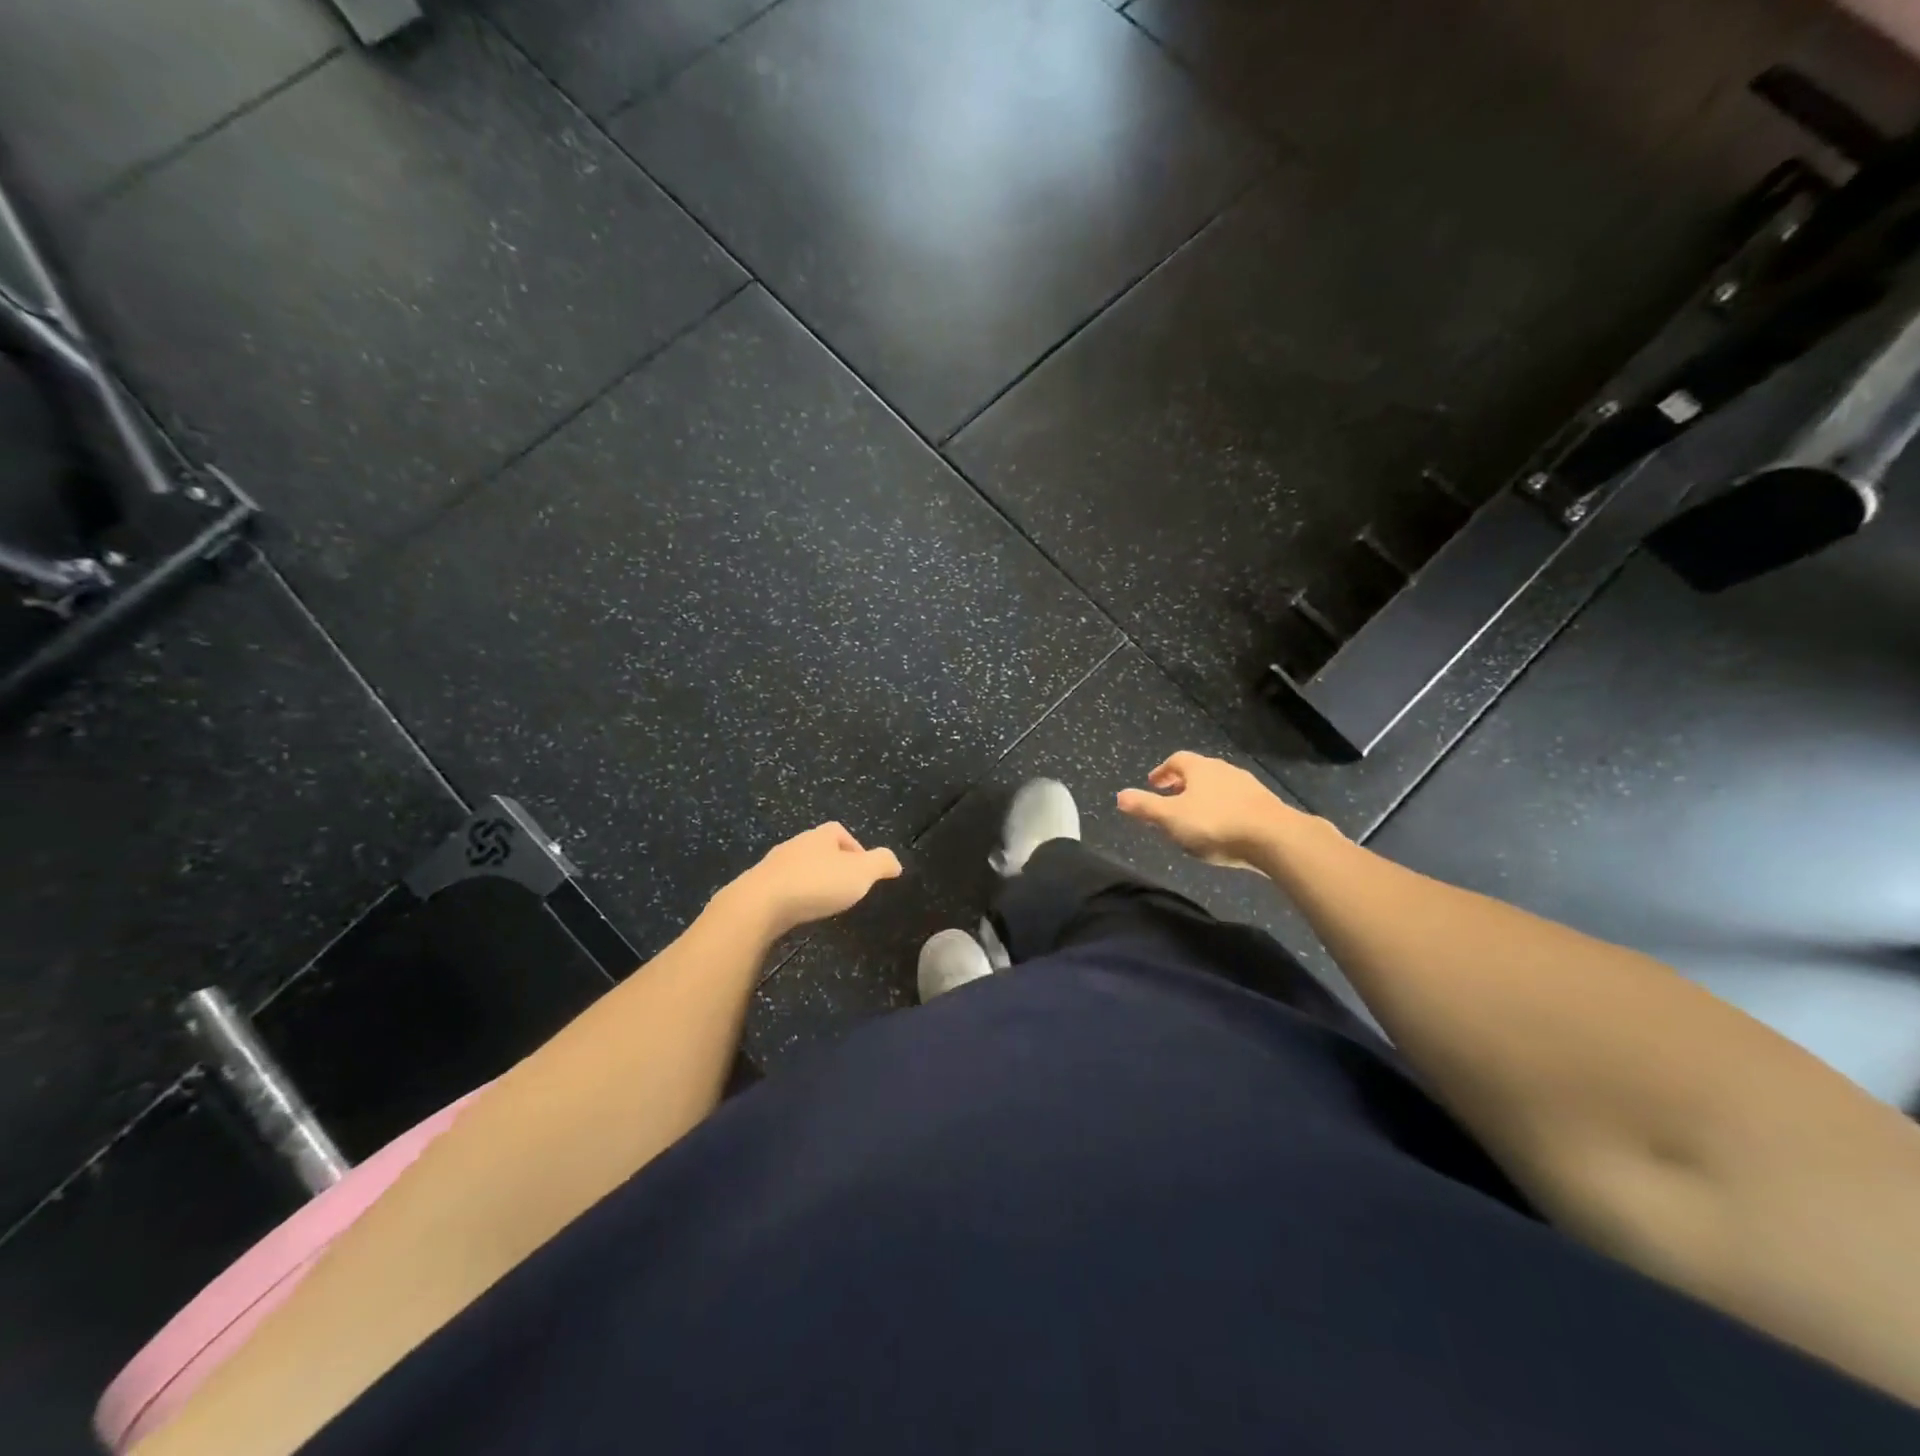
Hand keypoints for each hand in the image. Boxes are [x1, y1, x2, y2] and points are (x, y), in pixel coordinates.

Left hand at [722, 822, 902, 937]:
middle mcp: (796, 844)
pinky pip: (782, 886)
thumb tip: (895, 862)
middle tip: (845, 888)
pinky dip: (793, 895)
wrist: (760, 904)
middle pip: (819, 848)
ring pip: (799, 867)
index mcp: (820, 836)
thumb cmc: (816, 883)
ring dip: (811, 881)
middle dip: (833, 865)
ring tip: (823, 902)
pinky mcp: (758, 886)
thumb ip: (881, 864)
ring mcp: (773, 865)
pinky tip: (799, 911)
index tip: (863, 872)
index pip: (840, 832)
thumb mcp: (861, 873)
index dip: (855, 848)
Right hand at [1117, 752, 1312, 868]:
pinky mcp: (1265, 805)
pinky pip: (1236, 802)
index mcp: (1199, 768)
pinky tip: (1222, 828)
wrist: (1274, 838)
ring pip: (1219, 786)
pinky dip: (1223, 809)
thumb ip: (1145, 807)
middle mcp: (1224, 770)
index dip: (1162, 771)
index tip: (1153, 784)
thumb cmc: (1215, 824)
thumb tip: (1120, 795)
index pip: (1176, 760)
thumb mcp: (1171, 818)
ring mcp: (1248, 786)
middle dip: (1182, 785)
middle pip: (1198, 772)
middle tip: (1170, 800)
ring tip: (1195, 817)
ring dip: (1204, 797)